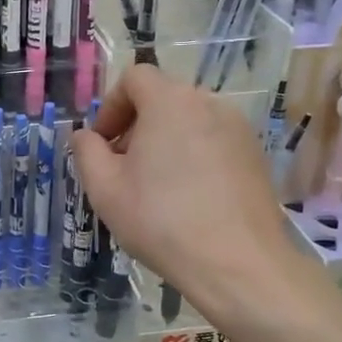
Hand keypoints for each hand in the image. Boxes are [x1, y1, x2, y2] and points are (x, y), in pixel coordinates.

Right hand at [71, 64, 326, 321]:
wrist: (237, 264)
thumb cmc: (161, 221)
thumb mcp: (104, 188)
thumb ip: (86, 151)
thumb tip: (86, 136)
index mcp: (169, 101)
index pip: (134, 77)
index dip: (111, 106)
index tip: (103, 144)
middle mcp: (208, 103)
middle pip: (163, 98)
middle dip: (137, 125)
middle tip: (124, 168)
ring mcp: (238, 128)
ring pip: (189, 120)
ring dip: (165, 141)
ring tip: (156, 186)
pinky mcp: (256, 155)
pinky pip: (213, 141)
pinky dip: (194, 156)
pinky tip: (189, 198)